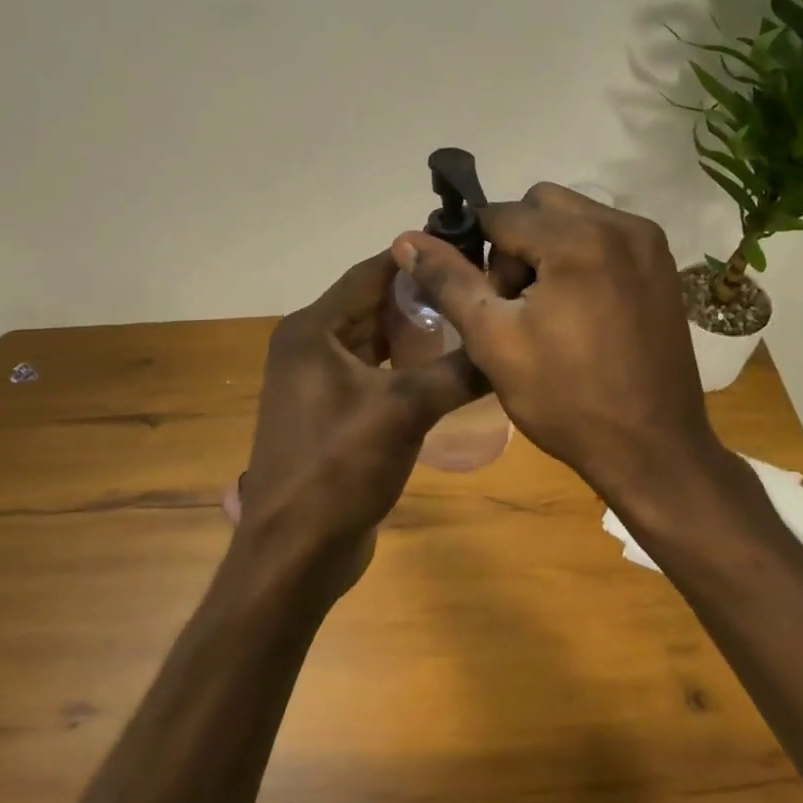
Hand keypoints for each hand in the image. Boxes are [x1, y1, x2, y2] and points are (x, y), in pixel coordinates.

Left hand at [228, 251, 480, 595]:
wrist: (295, 553)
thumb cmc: (337, 470)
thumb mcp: (402, 412)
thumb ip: (456, 372)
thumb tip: (508, 343)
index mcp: (312, 330)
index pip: (371, 273)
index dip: (417, 258)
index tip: (469, 249)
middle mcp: (311, 346)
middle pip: (374, 304)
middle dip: (424, 297)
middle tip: (480, 288)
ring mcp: (320, 381)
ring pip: (376, 340)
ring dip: (417, 333)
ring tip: (473, 322)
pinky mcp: (334, 411)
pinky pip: (376, 372)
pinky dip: (407, 366)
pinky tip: (447, 368)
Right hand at [392, 184, 726, 505]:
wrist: (653, 450)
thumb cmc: (566, 399)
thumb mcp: (494, 341)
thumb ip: (449, 281)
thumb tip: (406, 239)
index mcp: (578, 240)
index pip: (501, 214)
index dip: (477, 252)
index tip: (482, 299)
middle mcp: (620, 225)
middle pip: (540, 205)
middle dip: (515, 244)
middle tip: (516, 305)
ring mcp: (648, 243)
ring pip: (573, 217)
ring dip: (547, 248)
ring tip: (548, 310)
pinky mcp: (662, 265)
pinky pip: (604, 236)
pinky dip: (580, 257)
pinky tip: (581, 311)